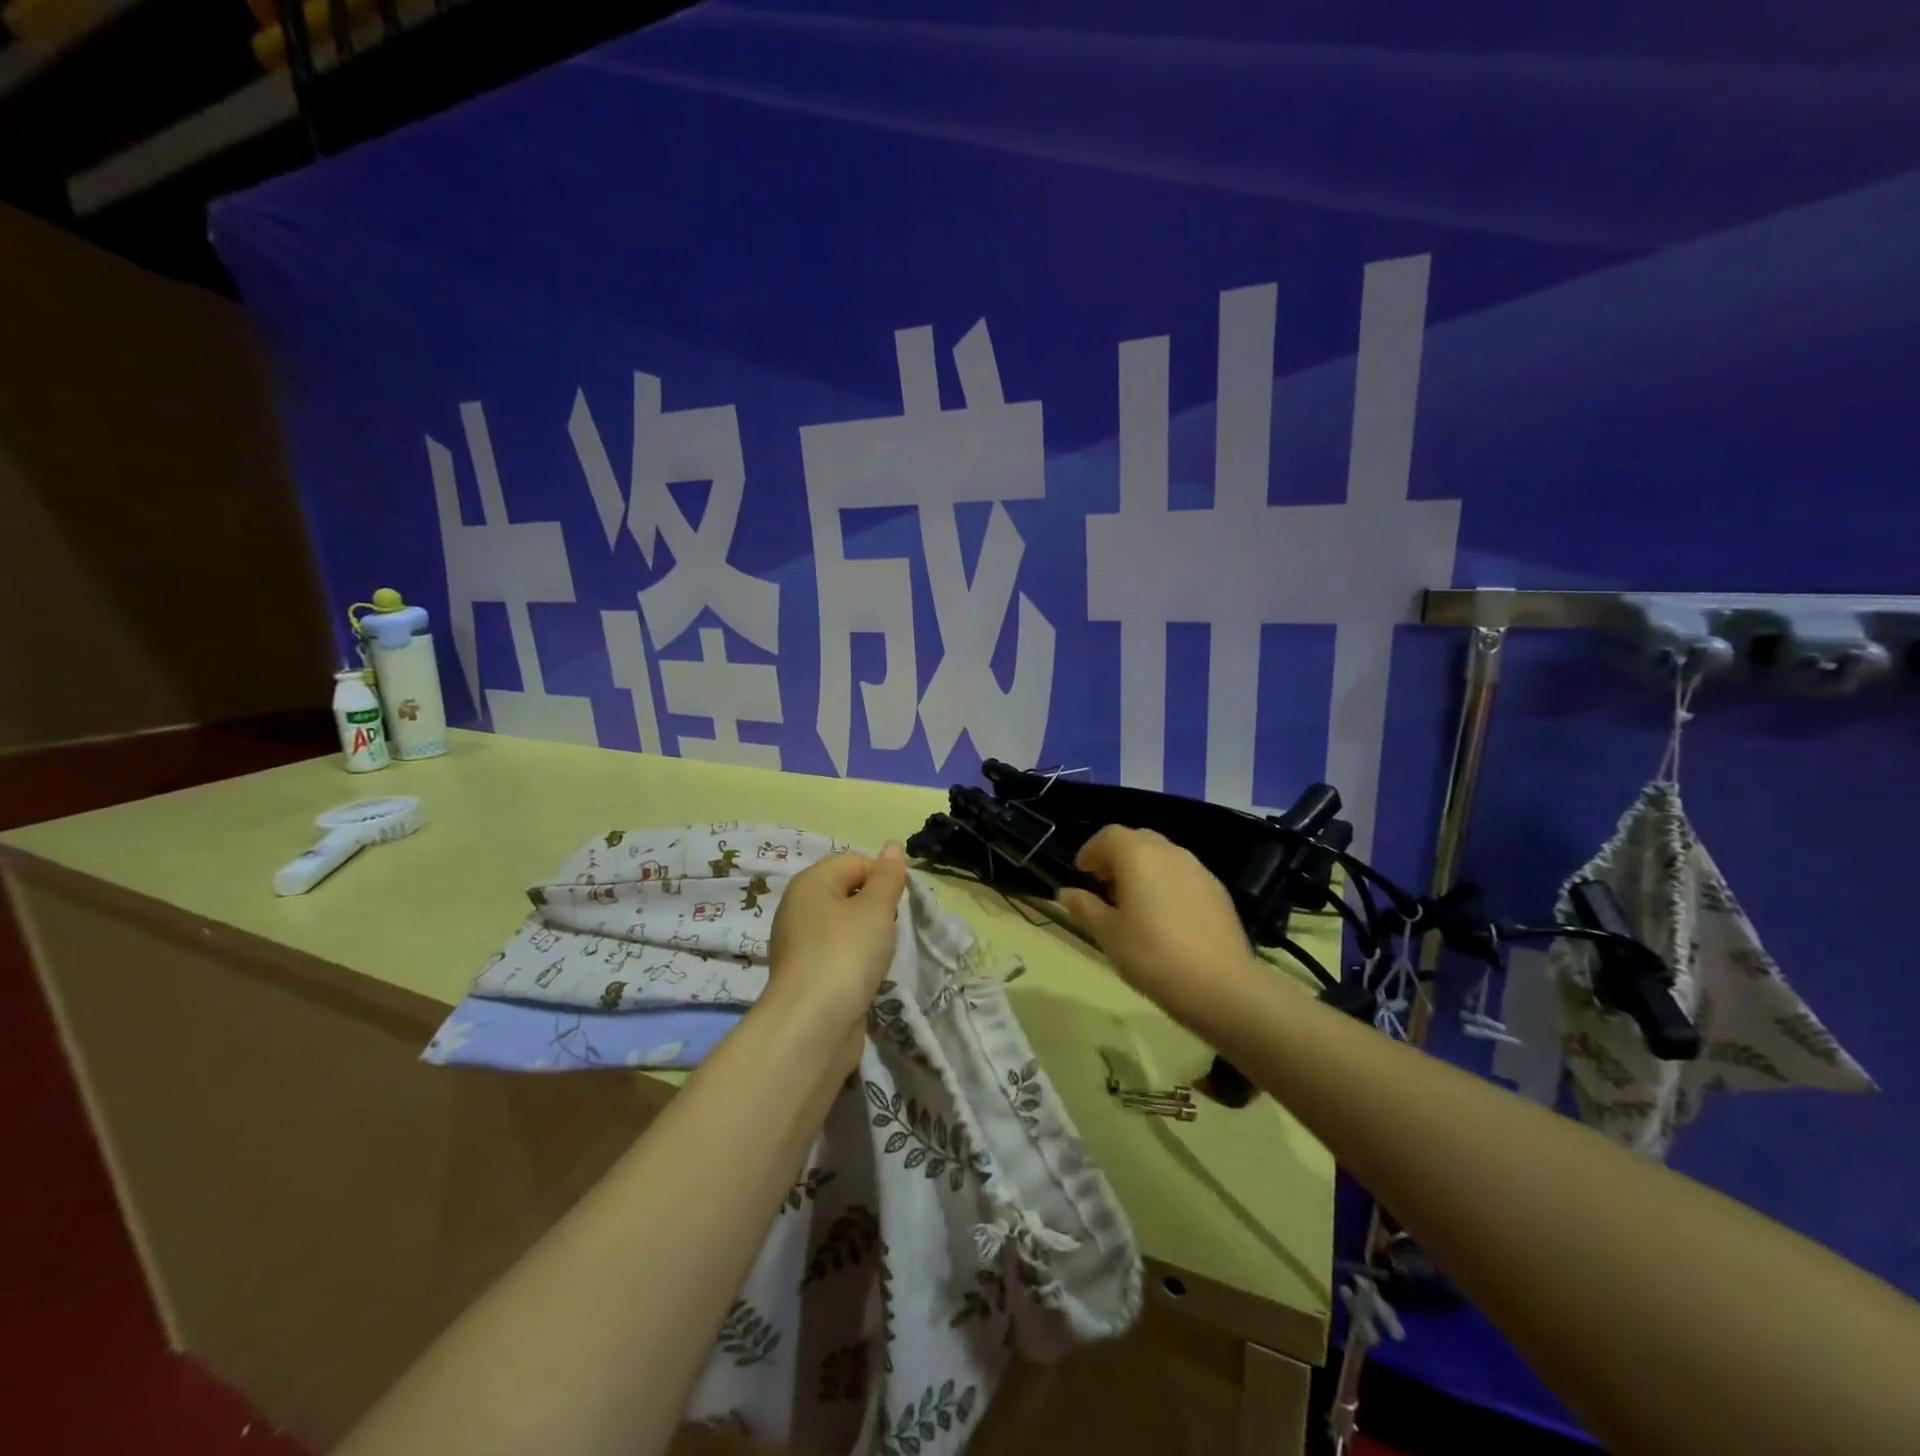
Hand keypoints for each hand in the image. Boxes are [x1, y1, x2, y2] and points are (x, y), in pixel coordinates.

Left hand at [766, 844, 908, 1032]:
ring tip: (879, 956)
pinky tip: (865, 978)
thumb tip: (891, 847)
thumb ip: (887, 877)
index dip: (882, 878)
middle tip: (890, 929)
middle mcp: (798, 907)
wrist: (813, 1025)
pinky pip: (837, 955)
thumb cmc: (847, 952)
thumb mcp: (876, 908)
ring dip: (867, 937)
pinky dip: (854, 962)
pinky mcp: (805, 976)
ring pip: (843, 927)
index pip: (855, 862)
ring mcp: (798, 944)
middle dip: (875, 908)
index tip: (897, 905)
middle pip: (847, 893)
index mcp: (810, 882)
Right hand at [1057, 826, 1254, 1020]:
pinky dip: (1167, 884)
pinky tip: (1166, 918)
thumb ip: (1084, 907)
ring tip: (1135, 904)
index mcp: (1138, 855)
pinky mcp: (1218, 891)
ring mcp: (1199, 870)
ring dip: (1144, 869)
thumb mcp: (1107, 934)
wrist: (1220, 986)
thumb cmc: (1152, 955)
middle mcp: (1170, 852)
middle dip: (1117, 857)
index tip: (1082, 875)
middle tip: (1106, 887)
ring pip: (1163, 856)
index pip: (1108, 835)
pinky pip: (1184, 875)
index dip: (1091, 851)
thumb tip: (1066, 892)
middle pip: (1137, 840)